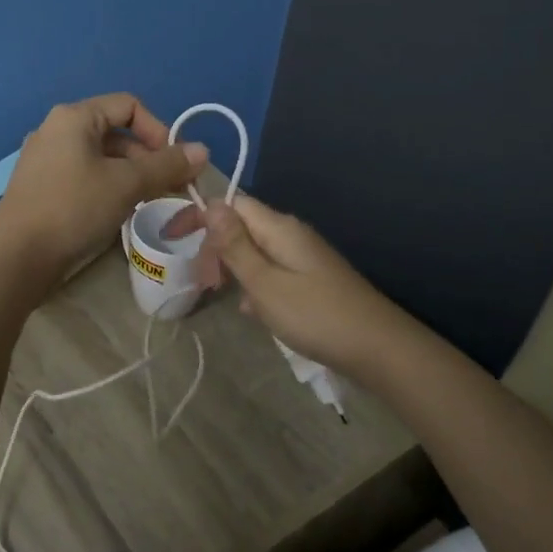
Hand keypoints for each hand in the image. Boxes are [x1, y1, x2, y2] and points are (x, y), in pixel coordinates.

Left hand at [0, 94, 208, 281]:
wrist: (16, 256)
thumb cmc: (73, 208)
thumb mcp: (126, 184)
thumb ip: (166, 165)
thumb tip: (203, 151)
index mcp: (74, 117)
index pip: (129, 105)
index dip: (159, 130)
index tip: (175, 163)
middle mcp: (57, 129)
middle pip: (116, 131)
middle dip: (148, 157)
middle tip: (170, 188)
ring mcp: (46, 158)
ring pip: (101, 156)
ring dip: (131, 174)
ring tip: (148, 202)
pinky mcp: (41, 185)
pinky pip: (84, 174)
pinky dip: (108, 186)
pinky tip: (118, 211)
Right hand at [169, 195, 409, 376]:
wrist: (378, 348)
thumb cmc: (315, 315)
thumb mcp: (265, 283)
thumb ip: (236, 246)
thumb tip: (210, 204)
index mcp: (279, 228)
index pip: (232, 203)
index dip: (201, 215)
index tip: (174, 238)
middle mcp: (292, 233)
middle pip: (243, 226)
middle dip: (216, 246)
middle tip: (201, 279)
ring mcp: (304, 256)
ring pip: (257, 251)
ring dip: (235, 268)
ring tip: (219, 294)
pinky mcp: (312, 278)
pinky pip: (273, 271)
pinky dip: (257, 285)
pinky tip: (254, 311)